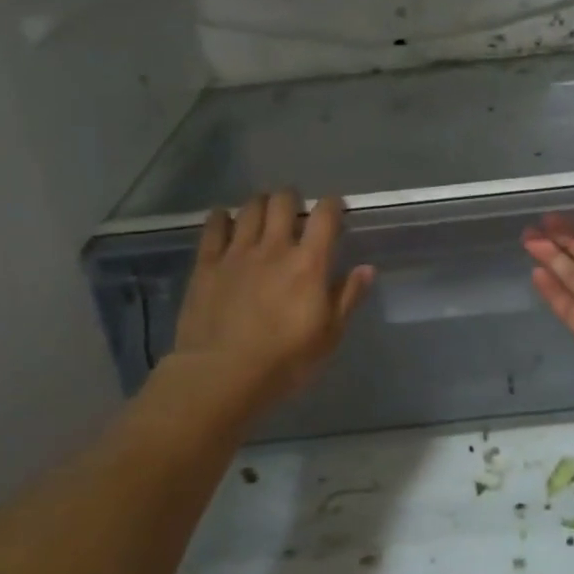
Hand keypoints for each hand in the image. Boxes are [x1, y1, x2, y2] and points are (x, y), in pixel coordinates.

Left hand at [173, 191, 374, 412]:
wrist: (221, 375)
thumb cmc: (284, 361)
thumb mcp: (328, 336)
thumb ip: (347, 297)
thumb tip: (366, 268)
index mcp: (309, 263)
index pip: (325, 216)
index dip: (332, 205)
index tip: (334, 209)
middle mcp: (274, 247)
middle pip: (283, 202)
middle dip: (291, 198)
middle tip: (294, 209)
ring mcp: (237, 253)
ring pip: (249, 208)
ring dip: (260, 204)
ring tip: (262, 211)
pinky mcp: (207, 264)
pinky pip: (213, 227)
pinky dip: (221, 217)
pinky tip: (224, 219)